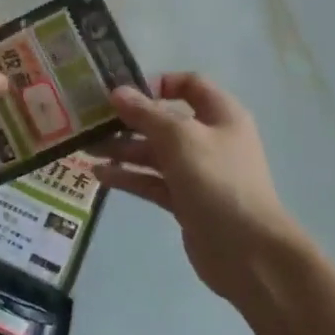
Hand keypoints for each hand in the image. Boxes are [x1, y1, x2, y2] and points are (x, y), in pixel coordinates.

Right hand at [93, 73, 315, 305]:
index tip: (125, 92)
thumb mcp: (179, 138)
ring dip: (123, 150)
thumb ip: (146, 114)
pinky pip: (152, 182)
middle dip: (129, 121)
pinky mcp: (185, 201)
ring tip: (87, 149)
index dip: (158, 83)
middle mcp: (210, 139)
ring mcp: (197, 172)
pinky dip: (129, 177)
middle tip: (92, 122)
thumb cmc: (217, 180)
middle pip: (165, 121)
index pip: (190, 85)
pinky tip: (100, 175)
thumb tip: (117, 92)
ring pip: (155, 153)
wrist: (248, 250)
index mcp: (221, 115)